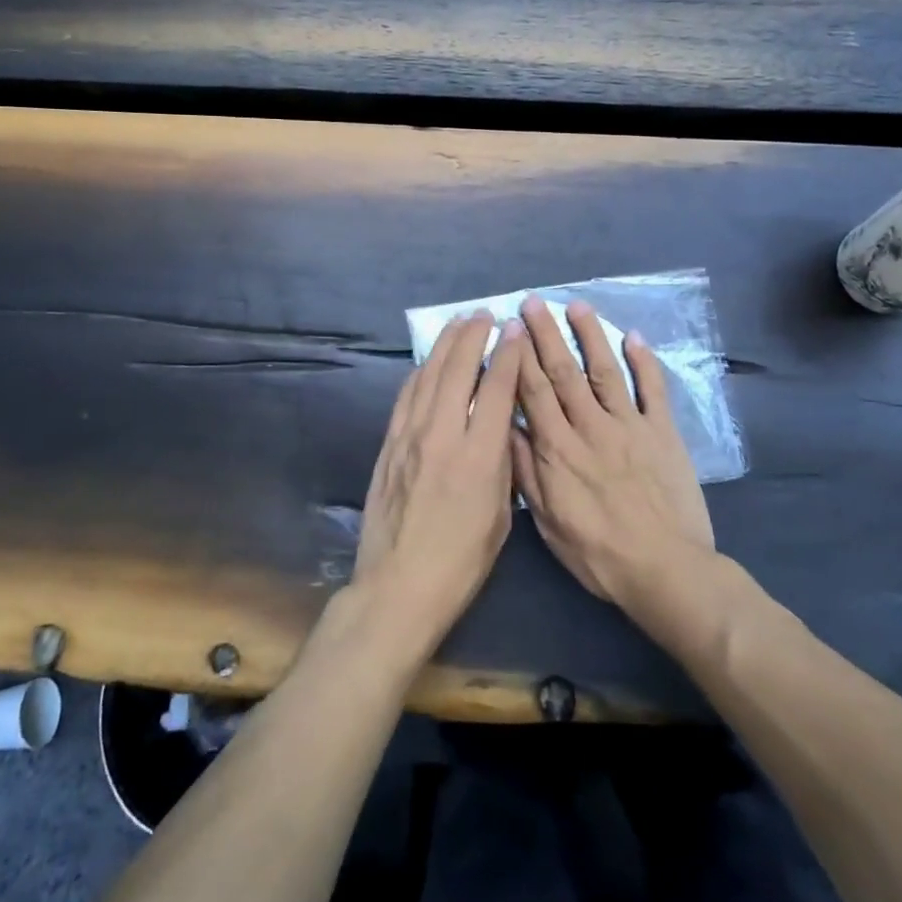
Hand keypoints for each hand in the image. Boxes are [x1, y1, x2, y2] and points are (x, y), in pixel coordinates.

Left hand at [353, 311, 523, 653]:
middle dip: (472, 336)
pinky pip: (406, 396)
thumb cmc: (461, 562)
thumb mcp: (500, 517)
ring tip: (457, 324)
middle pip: (457, 370)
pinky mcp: (388, 445)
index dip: (507, 354)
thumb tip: (503, 426)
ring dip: (444, 345)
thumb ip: (502, 465)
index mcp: (479, 456)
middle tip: (484, 315)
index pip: (495, 388)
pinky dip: (420, 372)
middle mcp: (442, 435)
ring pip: (428, 375)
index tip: (513, 329)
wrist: (398, 586)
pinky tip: (428, 363)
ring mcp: (409, 437)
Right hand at [511, 297, 714, 607]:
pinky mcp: (663, 433)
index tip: (508, 327)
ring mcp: (631, 426)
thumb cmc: (599, 554)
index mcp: (559, 449)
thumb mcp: (548, 521)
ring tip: (576, 305)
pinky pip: (654, 390)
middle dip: (546, 334)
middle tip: (533, 301)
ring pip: (605, 370)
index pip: (533, 391)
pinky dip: (645, 361)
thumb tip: (506, 426)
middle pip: (564, 371)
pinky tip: (634, 336)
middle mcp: (591, 426)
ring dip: (590, 335)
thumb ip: (527, 471)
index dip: (520, 356)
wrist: (666, 571)